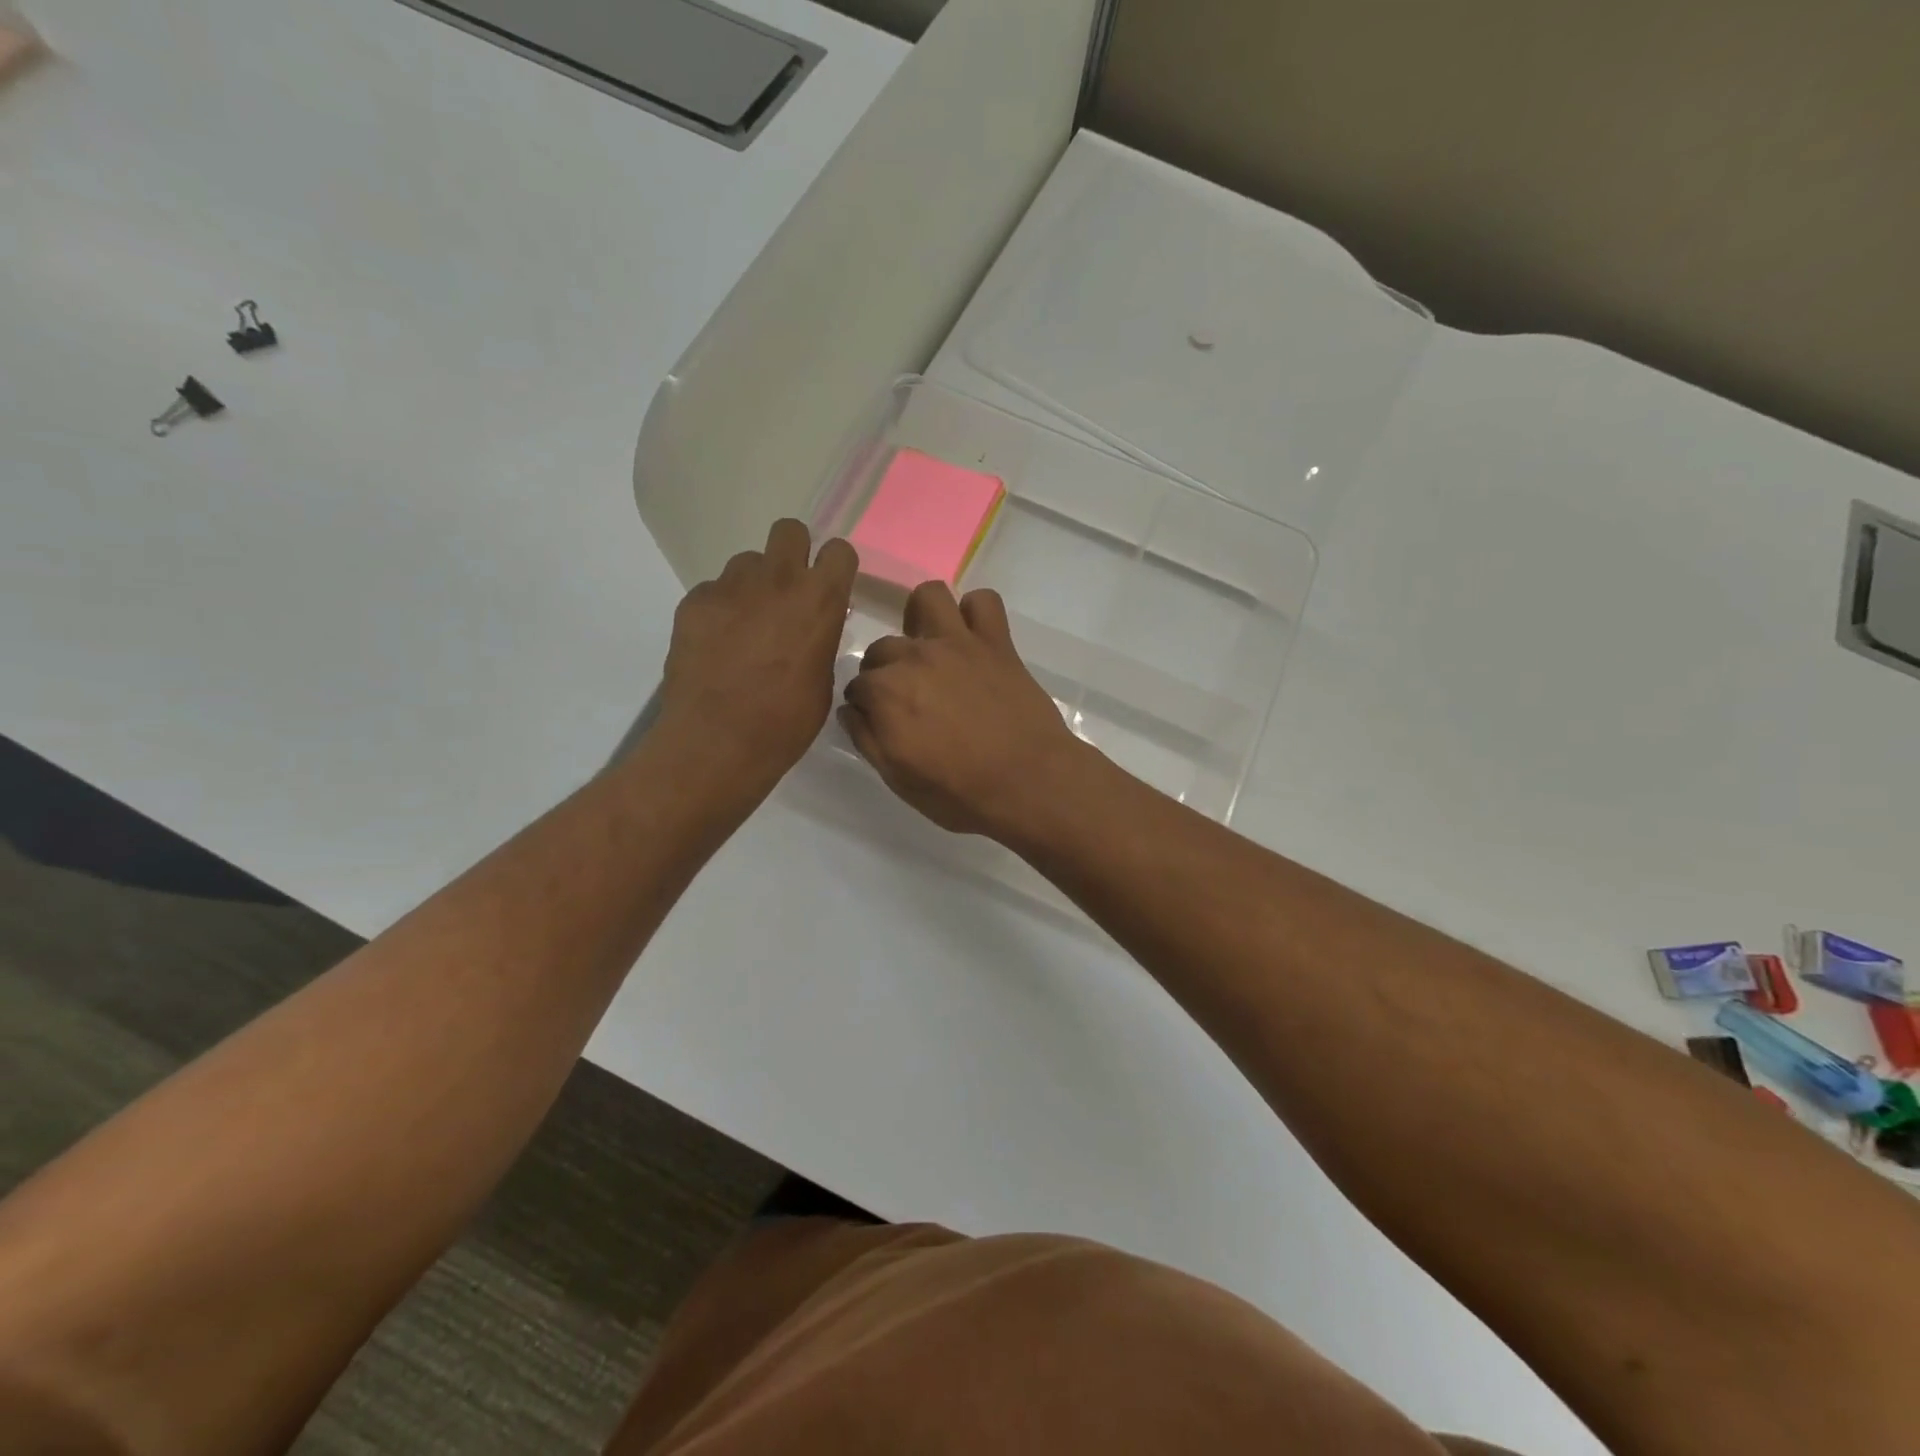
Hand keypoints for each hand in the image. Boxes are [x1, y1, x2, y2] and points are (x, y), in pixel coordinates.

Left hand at [659, 520, 856, 787]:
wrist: (717, 740)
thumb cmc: (786, 721)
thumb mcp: (823, 681)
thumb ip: (821, 640)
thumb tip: (813, 627)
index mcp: (819, 601)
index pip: (838, 551)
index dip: (835, 568)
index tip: (830, 590)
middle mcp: (777, 580)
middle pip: (789, 531)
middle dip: (792, 553)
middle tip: (787, 592)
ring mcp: (731, 587)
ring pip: (747, 562)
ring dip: (753, 584)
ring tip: (747, 625)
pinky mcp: (695, 601)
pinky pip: (714, 590)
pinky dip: (720, 610)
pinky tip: (717, 645)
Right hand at [840, 582, 1091, 839]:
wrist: (1028, 783)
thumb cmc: (960, 792)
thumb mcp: (898, 779)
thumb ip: (867, 739)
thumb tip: (851, 710)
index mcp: (885, 692)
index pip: (857, 686)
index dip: (865, 705)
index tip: (878, 721)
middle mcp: (914, 657)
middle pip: (883, 647)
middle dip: (885, 670)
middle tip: (907, 697)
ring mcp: (957, 643)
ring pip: (928, 598)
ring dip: (922, 618)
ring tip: (930, 646)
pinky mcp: (996, 642)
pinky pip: (984, 601)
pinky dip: (976, 613)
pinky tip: (974, 638)